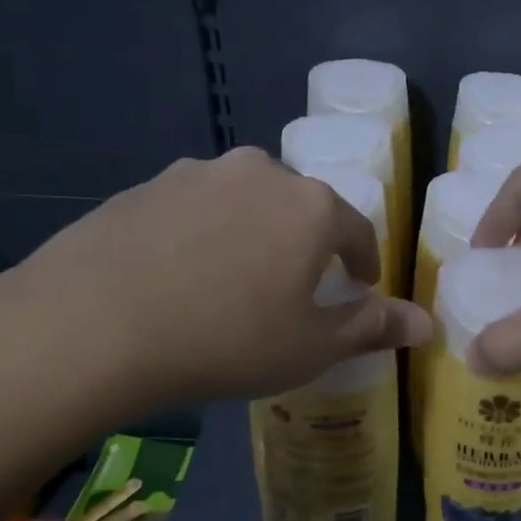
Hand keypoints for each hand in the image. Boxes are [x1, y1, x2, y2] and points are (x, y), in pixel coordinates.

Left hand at [0, 149, 429, 438]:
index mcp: (311, 207)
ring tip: (235, 279)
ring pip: (246, 201)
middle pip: (301, 206)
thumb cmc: (225, 340)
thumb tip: (427, 324)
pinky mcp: (145, 186)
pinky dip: (204, 234)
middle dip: (308, 242)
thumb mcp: (310, 347)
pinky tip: (182, 274)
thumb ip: (373, 327)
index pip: (357, 229)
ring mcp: (197, 174)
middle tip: (295, 286)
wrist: (92, 326)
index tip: (360, 286)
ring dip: (254, 233)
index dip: (364, 261)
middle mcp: (260, 173)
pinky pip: (195, 208)